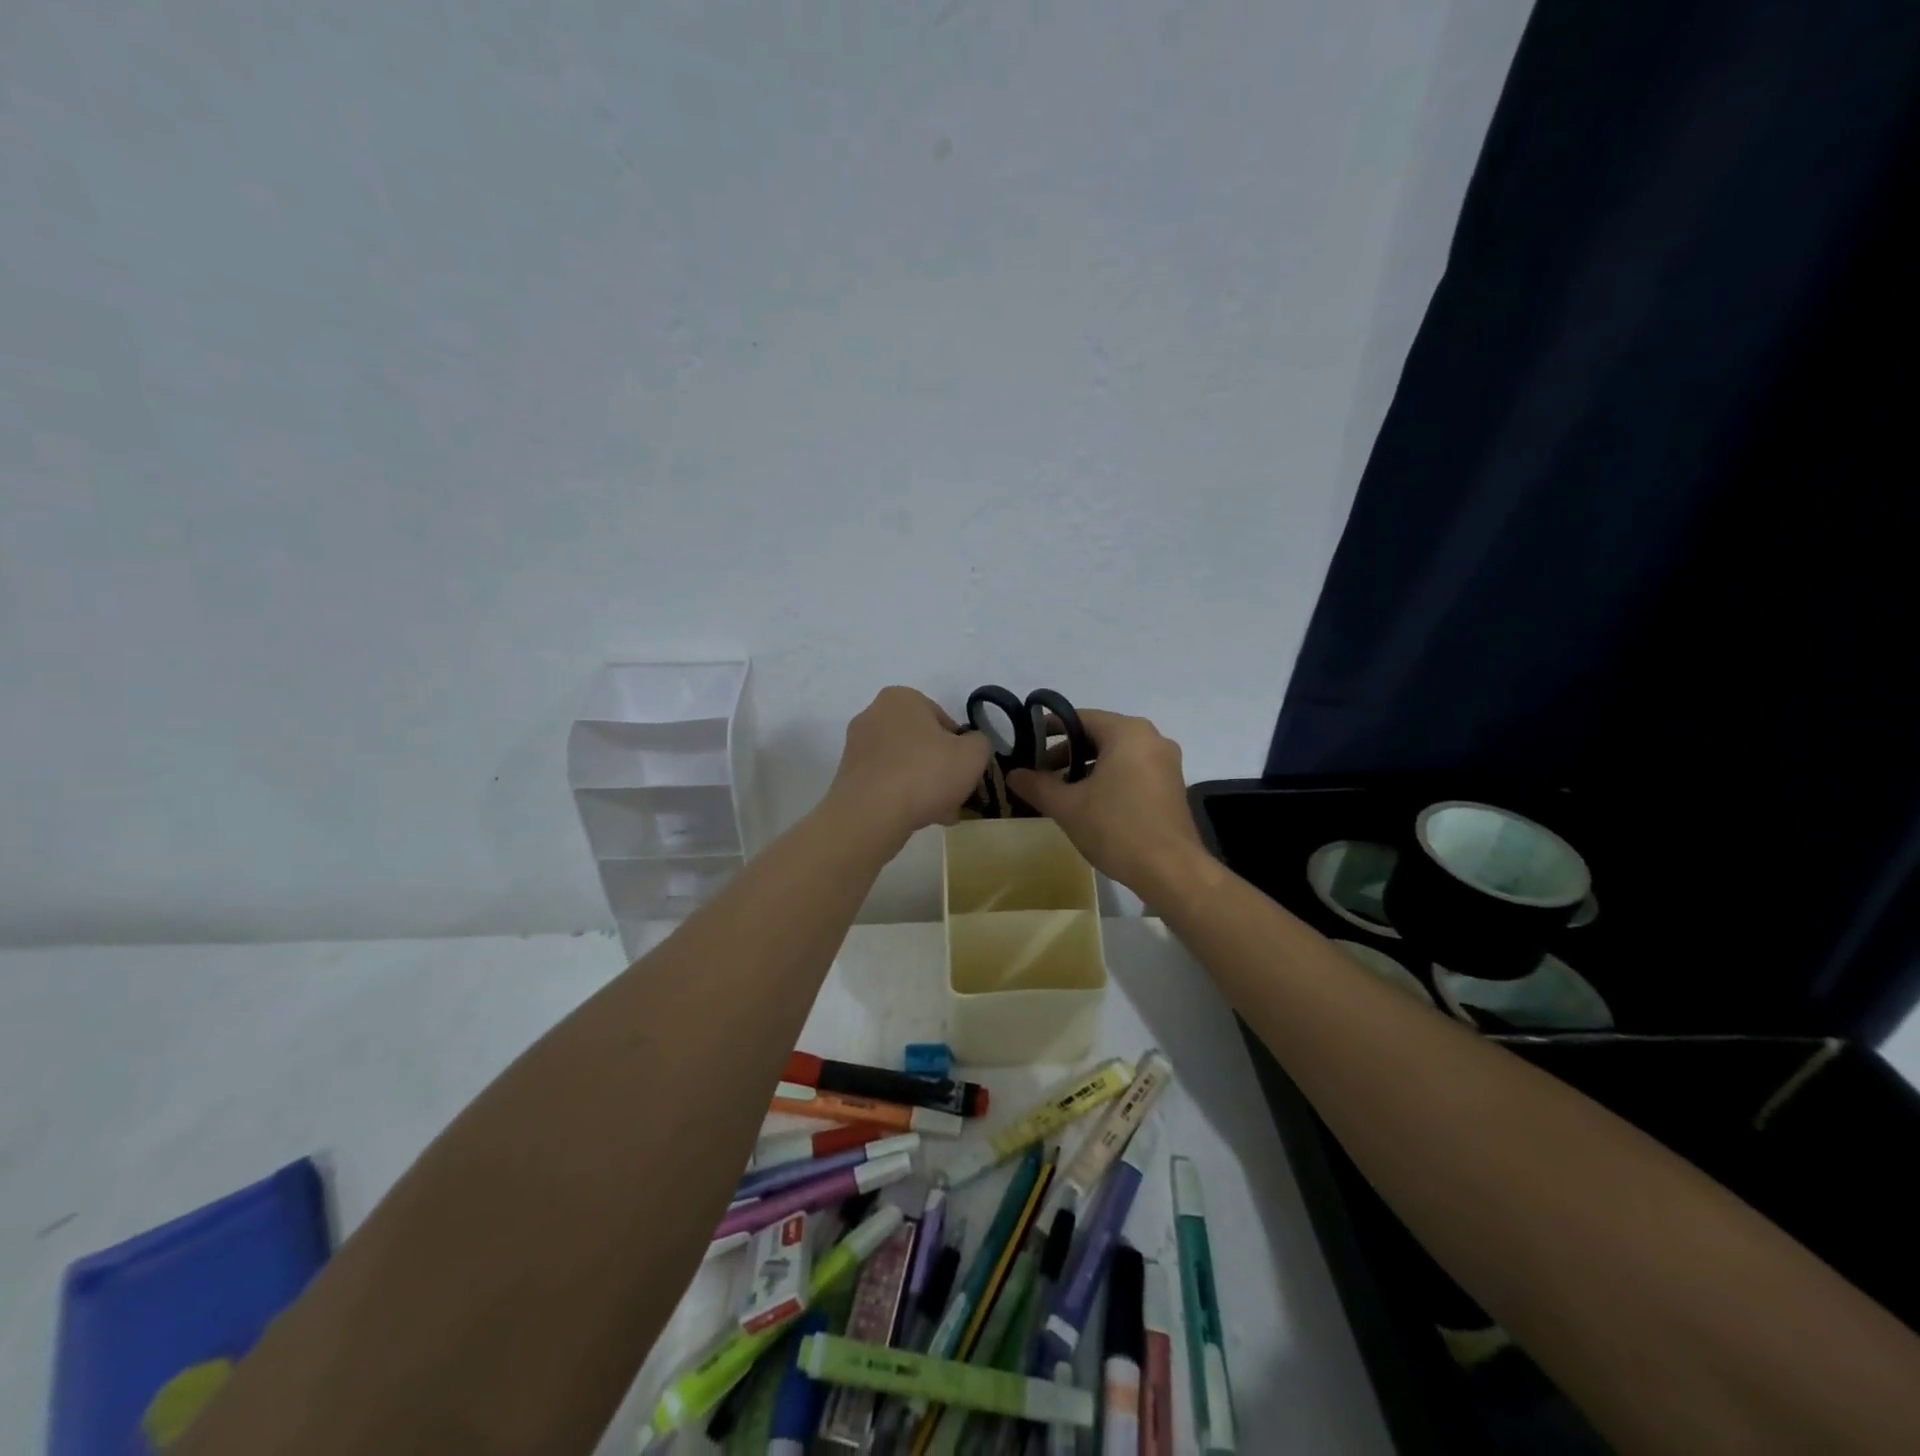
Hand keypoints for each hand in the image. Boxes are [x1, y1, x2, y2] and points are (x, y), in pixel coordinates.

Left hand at [827, 687, 992, 847]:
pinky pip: (886, 783)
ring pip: (905, 765)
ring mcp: (856, 746)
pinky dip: (902, 797)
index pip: (943, 720)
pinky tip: (918, 818)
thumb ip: (980, 743)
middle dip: (941, 769)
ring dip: (925, 786)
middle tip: (957, 795)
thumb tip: (971, 746)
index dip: (961, 748)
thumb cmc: (926, 773)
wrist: (871, 814)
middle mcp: (873, 714)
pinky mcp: (847, 776)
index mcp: (901, 698)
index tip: (967, 772)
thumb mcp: (974, 754)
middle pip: (922, 743)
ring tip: (942, 814)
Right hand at [1008, 709, 1207, 899]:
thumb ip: (1037, 785)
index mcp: (1127, 732)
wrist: (1171, 871)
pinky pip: (1133, 769)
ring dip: (1087, 767)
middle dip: (1067, 752)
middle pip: (1100, 734)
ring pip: (1117, 753)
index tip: (1027, 744)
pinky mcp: (1171, 785)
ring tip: (1061, 790)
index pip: (1080, 718)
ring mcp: (1166, 762)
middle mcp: (1151, 738)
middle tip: (1040, 772)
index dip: (1049, 729)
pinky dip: (1110, 777)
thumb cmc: (1116, 828)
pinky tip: (1091, 802)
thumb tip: (1012, 774)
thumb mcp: (1068, 807)